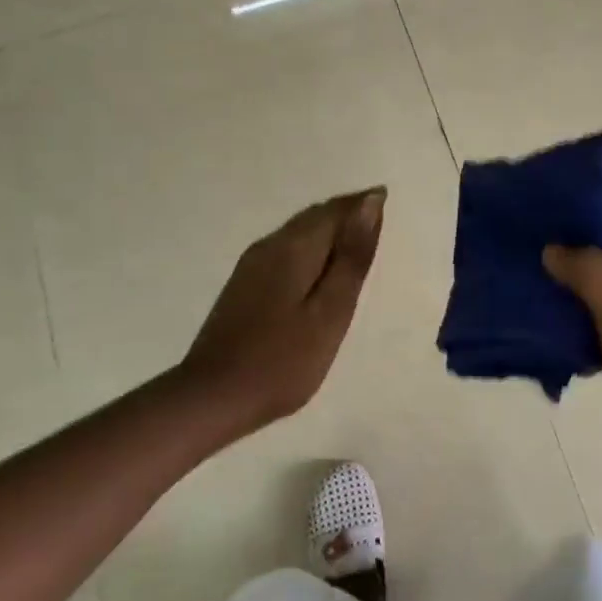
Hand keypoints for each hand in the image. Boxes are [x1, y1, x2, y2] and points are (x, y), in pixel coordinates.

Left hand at [178, 188, 386, 435]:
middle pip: (315, 216)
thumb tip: (370, 202)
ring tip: (356, 246)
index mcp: (295, 246)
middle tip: (378, 223)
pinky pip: (287, 249)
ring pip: (299, 232)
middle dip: (347, 214)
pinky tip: (320, 271)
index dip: (364, 205)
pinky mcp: (244, 284)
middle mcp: (271, 244)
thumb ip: (352, 256)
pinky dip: (311, 250)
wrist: (213, 398)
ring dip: (329, 232)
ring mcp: (252, 264)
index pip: (335, 210)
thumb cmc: (284, 359)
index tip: (388, 203)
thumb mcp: (331, 311)